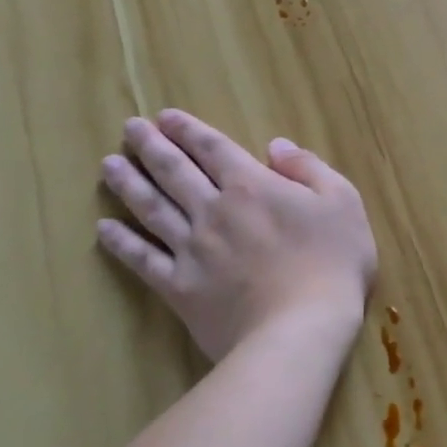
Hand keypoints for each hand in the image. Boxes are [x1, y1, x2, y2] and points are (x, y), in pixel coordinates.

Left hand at [97, 111, 376, 361]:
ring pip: (151, 209)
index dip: (188, 130)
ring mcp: (191, 249)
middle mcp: (213, 210)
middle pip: (174, 172)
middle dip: (151, 146)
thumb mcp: (342, 202)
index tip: (165, 117)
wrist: (301, 329)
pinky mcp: (180, 288)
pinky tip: (104, 230)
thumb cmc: (332, 262)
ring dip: (128, 184)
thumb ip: (308, 168)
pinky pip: (143, 261)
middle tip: (130, 128)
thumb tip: (275, 145)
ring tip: (108, 165)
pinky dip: (121, 244)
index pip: (213, 148)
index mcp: (251, 185)